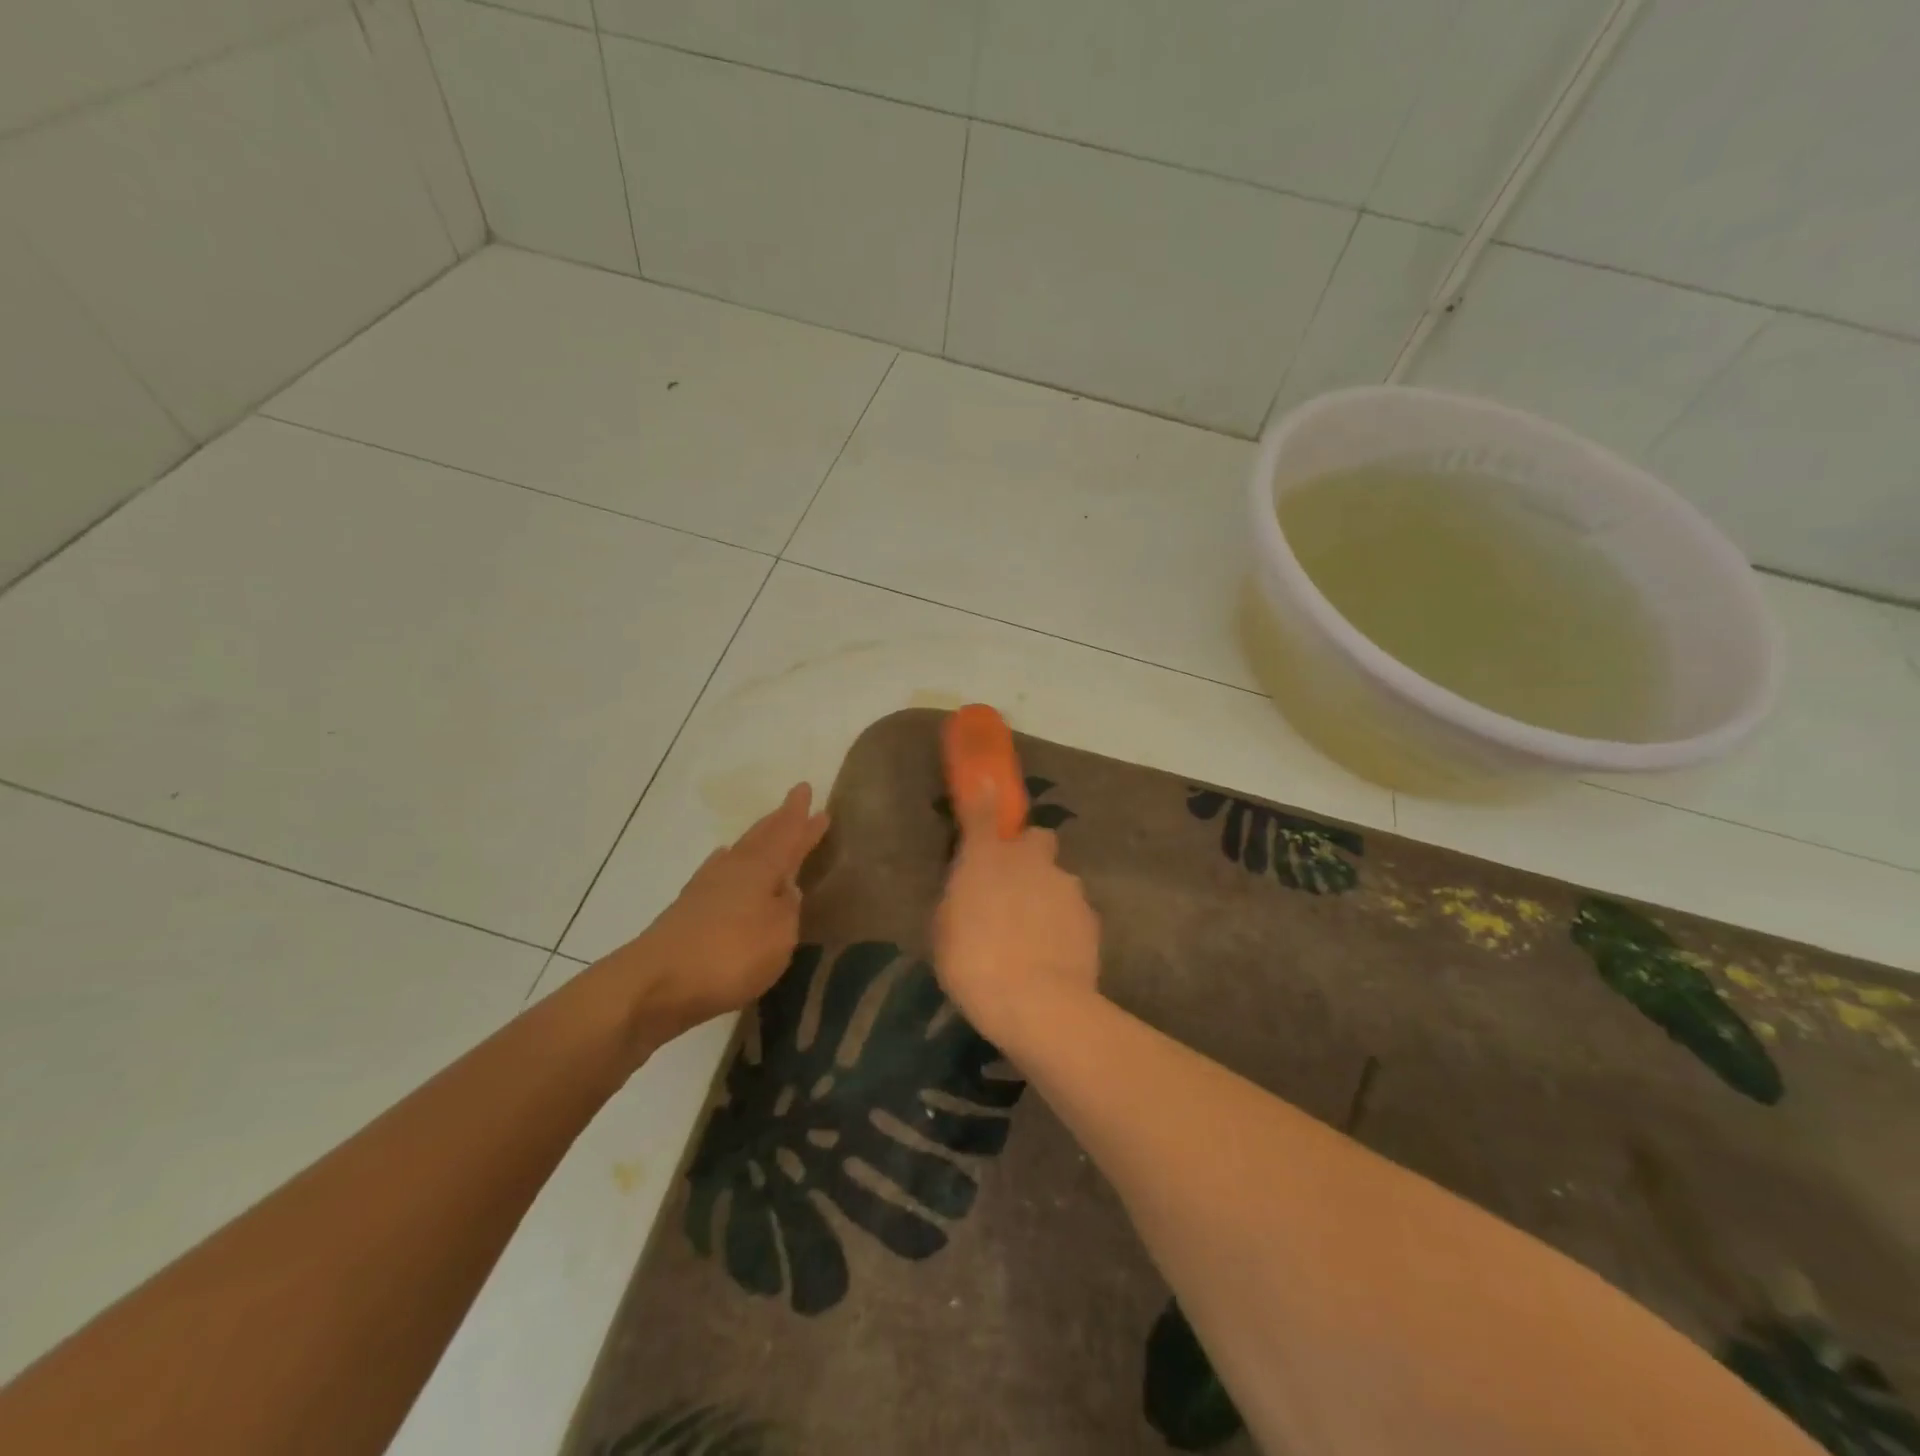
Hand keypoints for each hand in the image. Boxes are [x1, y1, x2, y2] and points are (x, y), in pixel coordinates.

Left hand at [611, 784, 829, 1042]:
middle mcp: (733, 869)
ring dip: (756, 840)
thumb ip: (788, 909)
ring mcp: (706, 888)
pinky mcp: (687, 910)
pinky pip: (718, 872)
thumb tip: (788, 888)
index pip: (787, 835)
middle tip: (794, 803)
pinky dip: (729, 863)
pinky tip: (725, 864)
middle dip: (779, 821)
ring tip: (766, 830)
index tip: (806, 789)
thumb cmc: (729, 955)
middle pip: (761, 837)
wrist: (654, 983)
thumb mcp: (779, 936)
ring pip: (738, 852)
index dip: (799, 818)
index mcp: (760, 869)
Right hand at [933, 784, 1100, 1049]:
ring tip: (1035, 936)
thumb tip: (970, 882)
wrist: (1038, 1004)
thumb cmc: (973, 964)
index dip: (985, 800)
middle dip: (1029, 855)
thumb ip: (962, 893)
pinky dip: (1064, 924)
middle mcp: (1031, 861)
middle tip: (1015, 886)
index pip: (984, 814)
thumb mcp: (946, 929)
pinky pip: (1073, 910)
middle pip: (1037, 840)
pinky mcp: (1091, 917)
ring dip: (1047, 894)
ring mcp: (1066, 886)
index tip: (986, 787)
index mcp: (987, 859)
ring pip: (1058, 878)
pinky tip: (1055, 954)